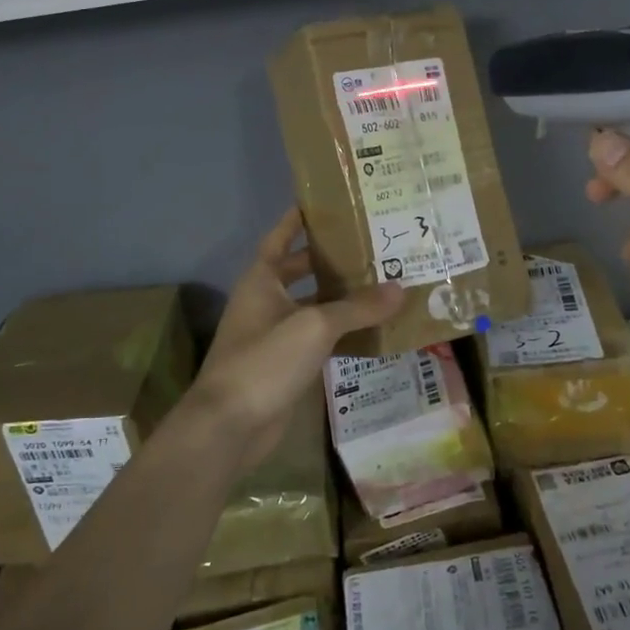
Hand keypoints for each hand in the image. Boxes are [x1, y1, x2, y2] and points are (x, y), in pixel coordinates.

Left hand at [183, 209, 402, 469]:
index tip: (327, 202)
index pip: (280, 237)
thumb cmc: (264, 360)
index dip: (298, 219)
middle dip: (331, 259)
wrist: (230, 426)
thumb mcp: (314, 325)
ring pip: (313, 306)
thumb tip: (400, 289)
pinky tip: (373, 329)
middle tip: (372, 244)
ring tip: (383, 281)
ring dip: (341, 298)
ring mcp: (274, 336)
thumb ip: (357, 307)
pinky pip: (319, 339)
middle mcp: (266, 301)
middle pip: (301, 271)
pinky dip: (342, 333)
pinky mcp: (286, 365)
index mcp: (262, 280)